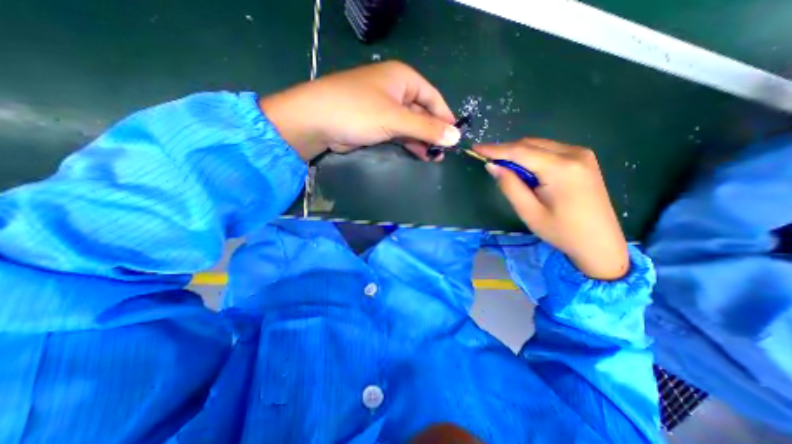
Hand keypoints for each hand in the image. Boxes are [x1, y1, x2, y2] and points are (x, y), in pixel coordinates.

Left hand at [258, 58, 461, 161]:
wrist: (318, 122)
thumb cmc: (359, 111)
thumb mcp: (396, 119)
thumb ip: (426, 128)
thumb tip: (455, 137)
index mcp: (403, 79)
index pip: (433, 97)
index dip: (445, 117)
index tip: (455, 137)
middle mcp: (395, 91)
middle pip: (422, 112)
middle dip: (433, 132)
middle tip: (443, 153)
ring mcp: (385, 109)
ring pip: (411, 125)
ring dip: (422, 140)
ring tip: (433, 157)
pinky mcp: (376, 124)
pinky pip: (399, 133)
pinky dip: (409, 143)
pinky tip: (419, 154)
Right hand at [476, 139, 632, 279]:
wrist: (600, 242)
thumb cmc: (561, 231)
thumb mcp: (529, 212)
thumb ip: (509, 186)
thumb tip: (492, 166)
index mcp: (561, 169)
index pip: (519, 151)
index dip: (495, 149)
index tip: (475, 147)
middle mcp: (574, 154)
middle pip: (529, 144)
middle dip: (506, 150)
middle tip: (488, 161)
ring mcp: (581, 154)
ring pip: (539, 145)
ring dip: (518, 153)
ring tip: (504, 168)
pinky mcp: (583, 159)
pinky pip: (549, 150)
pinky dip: (531, 156)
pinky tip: (525, 170)